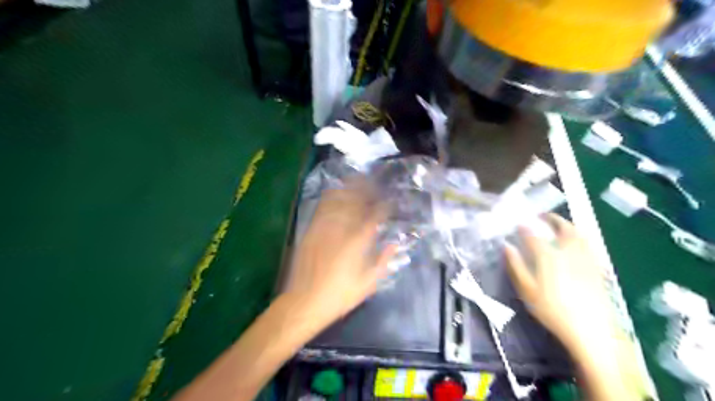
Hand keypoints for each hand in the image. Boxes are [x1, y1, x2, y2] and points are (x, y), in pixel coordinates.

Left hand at [286, 181, 396, 326]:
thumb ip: (383, 261)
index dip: (383, 207)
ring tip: (357, 179)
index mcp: (358, 243)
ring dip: (349, 189)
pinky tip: (335, 191)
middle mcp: (341, 230)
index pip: (374, 218)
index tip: (389, 202)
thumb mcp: (367, 284)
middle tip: (374, 182)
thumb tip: (394, 244)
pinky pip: (322, 208)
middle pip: (355, 202)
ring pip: (338, 201)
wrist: (304, 302)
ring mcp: (324, 228)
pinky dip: (330, 197)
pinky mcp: (310, 230)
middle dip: (366, 190)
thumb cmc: (339, 296)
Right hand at [505, 220, 646, 400]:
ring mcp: (585, 258)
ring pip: (578, 234)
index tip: (518, 224)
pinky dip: (580, 237)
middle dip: (552, 218)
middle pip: (562, 227)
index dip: (524, 227)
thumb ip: (516, 265)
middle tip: (542, 215)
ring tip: (559, 224)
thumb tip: (507, 246)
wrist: (590, 330)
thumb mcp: (526, 290)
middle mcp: (568, 251)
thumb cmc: (552, 310)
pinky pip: (588, 245)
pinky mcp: (597, 267)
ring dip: (567, 224)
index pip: (533, 235)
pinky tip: (576, 242)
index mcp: (548, 255)